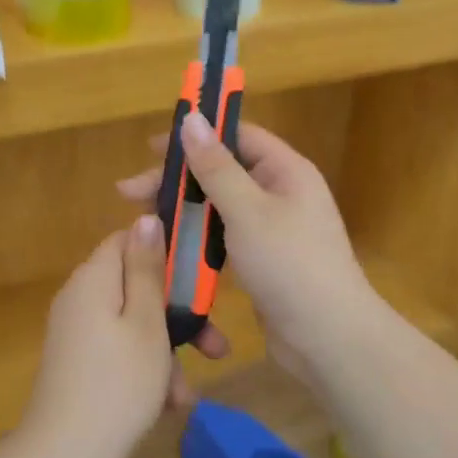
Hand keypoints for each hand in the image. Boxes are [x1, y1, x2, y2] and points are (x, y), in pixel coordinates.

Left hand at [20, 215, 196, 457]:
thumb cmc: (117, 385)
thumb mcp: (146, 323)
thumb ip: (148, 269)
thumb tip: (145, 217)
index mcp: (94, 278)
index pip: (129, 239)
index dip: (166, 251)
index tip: (200, 276)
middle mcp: (80, 297)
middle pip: (136, 285)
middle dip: (177, 314)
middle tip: (212, 345)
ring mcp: (76, 331)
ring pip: (133, 323)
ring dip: (165, 351)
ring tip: (187, 392)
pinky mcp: (77, 361)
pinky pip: (119, 349)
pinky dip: (144, 368)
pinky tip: (167, 404)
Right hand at [117, 117, 378, 383]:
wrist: (328, 340)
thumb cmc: (290, 264)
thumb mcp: (248, 211)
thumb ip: (216, 166)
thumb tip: (192, 118)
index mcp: (285, 171)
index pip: (237, 136)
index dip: (197, 135)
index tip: (151, 146)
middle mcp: (280, 192)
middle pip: (222, 171)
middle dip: (177, 179)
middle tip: (129, 193)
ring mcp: (272, 228)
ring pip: (219, 206)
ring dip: (183, 209)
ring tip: (144, 220)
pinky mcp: (262, 260)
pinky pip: (223, 237)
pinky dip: (197, 237)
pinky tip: (169, 246)